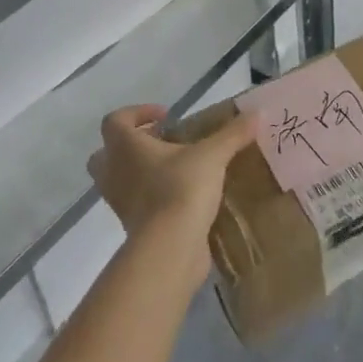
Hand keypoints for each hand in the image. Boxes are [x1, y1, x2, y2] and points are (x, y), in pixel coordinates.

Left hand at [88, 104, 255, 283]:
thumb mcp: (212, 155)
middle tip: (161, 143)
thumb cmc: (181, 188)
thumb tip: (257, 112)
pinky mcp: (134, 228)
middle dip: (129, 146)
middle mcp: (115, 173)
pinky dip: (153, 198)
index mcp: (125, 148)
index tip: (166, 116)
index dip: (137, 113)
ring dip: (141, 173)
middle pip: (105, 154)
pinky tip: (183, 196)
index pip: (115, 121)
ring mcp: (121, 203)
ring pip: (119, 182)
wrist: (170, 249)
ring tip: (176, 169)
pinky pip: (137, 205)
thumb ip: (233, 133)